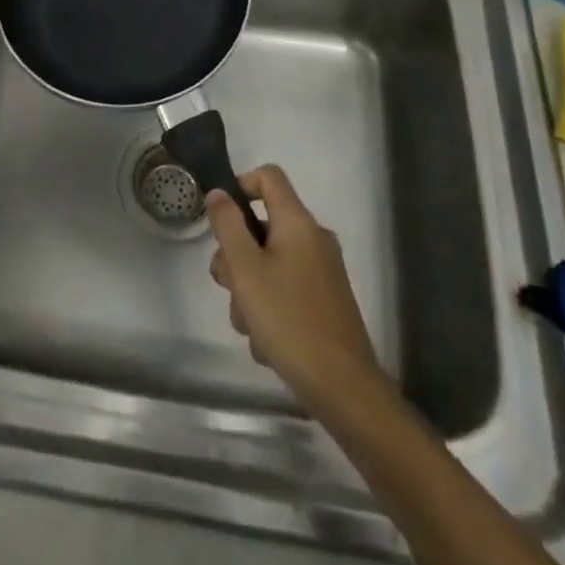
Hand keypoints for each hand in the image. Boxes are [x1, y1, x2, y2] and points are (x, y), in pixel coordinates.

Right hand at [207, 166, 385, 407]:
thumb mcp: (245, 269)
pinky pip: (286, 288)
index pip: (268, 176)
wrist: (344, 388)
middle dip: (237, 256)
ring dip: (250, 289)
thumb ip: (228, 225)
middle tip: (229, 288)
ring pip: (270, 263)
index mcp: (298, 222)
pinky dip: (270, 307)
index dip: (240, 185)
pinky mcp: (325, 301)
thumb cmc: (289, 320)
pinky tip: (267, 342)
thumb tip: (220, 193)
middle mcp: (314, 239)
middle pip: (263, 226)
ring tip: (250, 325)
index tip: (220, 220)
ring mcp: (322, 271)